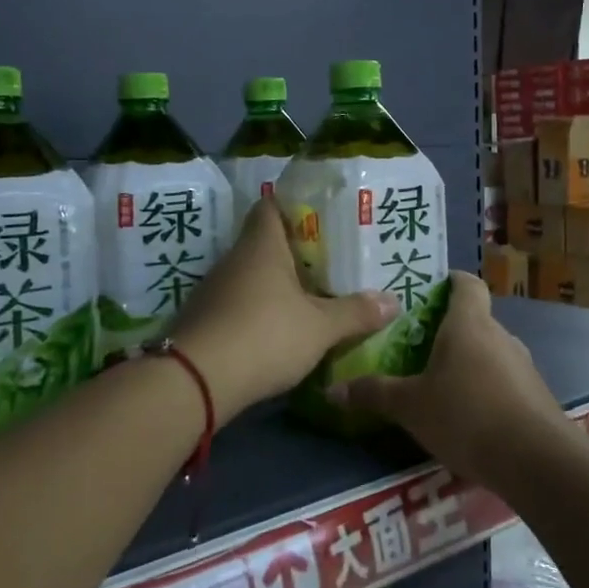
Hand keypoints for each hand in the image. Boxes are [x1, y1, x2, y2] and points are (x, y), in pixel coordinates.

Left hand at [169, 198, 396, 420]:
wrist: (195, 381)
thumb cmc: (265, 335)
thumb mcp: (320, 328)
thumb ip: (355, 313)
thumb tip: (393, 301)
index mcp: (261, 246)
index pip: (271, 207)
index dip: (294, 207)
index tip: (320, 218)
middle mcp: (232, 260)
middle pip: (263, 244)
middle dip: (293, 252)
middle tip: (327, 263)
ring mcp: (212, 291)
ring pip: (249, 277)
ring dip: (273, 286)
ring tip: (308, 298)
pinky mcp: (201, 321)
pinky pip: (235, 305)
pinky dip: (255, 312)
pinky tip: (275, 331)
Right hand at [333, 272, 568, 487]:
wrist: (536, 460)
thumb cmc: (466, 416)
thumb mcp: (410, 407)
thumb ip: (373, 393)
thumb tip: (332, 389)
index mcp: (469, 324)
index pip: (466, 284)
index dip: (448, 281)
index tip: (427, 291)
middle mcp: (500, 335)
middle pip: (474, 319)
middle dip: (448, 330)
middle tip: (416, 346)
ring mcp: (522, 365)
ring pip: (489, 351)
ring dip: (467, 362)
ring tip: (437, 384)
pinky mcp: (534, 396)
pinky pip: (503, 380)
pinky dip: (485, 389)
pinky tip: (466, 416)